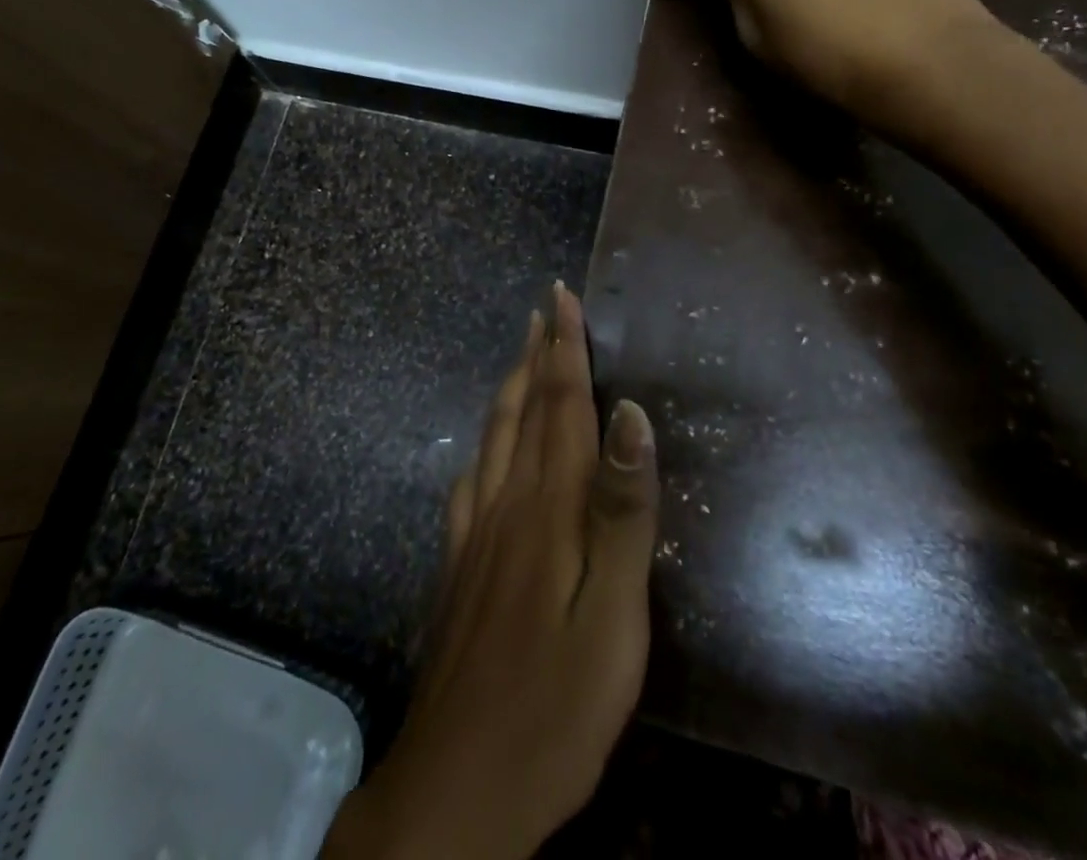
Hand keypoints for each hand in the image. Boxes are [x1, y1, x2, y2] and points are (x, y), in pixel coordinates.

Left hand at [321, 284, 659, 859]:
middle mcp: (506, 506)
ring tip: (522, 354)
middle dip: (538, 353)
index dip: (566, 348)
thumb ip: (621, 512)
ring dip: (511, 387)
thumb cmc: (554, 707)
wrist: (455, 788)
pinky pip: (469, 481)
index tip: (563, 297)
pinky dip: (483, 444)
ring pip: (493, 438)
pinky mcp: (455, 566)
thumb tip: (631, 415)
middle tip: (543, 308)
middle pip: (524, 411)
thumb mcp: (613, 618)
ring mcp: (473, 535)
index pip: (562, 407)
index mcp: (549, 510)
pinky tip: (482, 449)